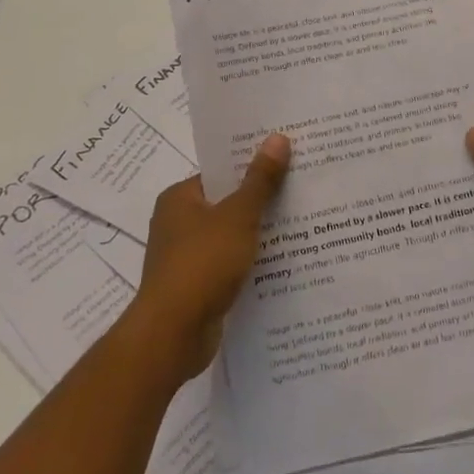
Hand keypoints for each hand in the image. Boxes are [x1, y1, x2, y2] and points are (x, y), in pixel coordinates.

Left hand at [124, 134, 290, 381]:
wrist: (172, 335)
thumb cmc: (202, 264)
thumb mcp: (238, 217)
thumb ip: (260, 180)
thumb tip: (278, 138)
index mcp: (180, 198)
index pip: (220, 172)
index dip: (252, 165)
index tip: (287, 161)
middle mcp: (178, 223)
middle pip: (227, 203)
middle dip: (260, 200)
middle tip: (301, 188)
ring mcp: (185, 257)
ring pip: (230, 236)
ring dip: (258, 234)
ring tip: (301, 223)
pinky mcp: (196, 286)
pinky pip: (229, 264)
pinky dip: (250, 262)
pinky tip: (282, 261)